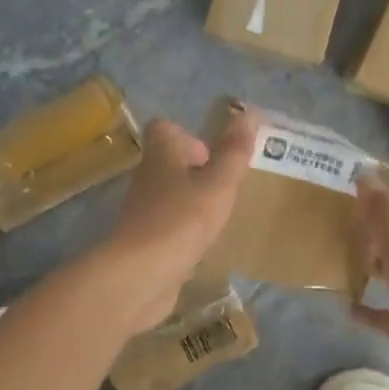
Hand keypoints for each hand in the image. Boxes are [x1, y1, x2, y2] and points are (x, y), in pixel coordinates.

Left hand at [104, 109, 256, 328]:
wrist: (139, 276)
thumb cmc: (181, 220)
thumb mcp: (219, 184)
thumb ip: (234, 151)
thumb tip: (249, 112)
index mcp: (161, 156)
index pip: (164, 128)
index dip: (188, 135)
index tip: (212, 156)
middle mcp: (146, 178)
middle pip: (168, 162)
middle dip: (197, 171)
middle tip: (224, 188)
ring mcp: (141, 212)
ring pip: (168, 194)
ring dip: (192, 201)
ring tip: (219, 216)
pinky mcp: (142, 242)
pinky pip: (166, 226)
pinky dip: (183, 230)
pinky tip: (202, 244)